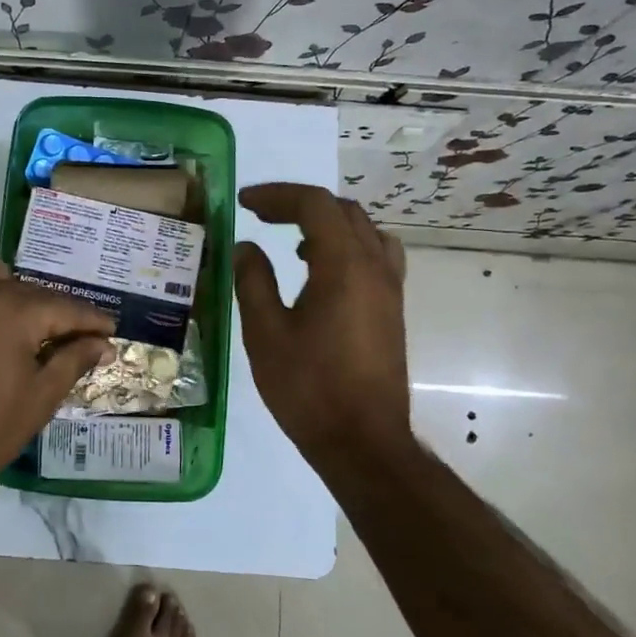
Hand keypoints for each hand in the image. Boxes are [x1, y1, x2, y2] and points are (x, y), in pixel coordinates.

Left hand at [0, 243, 113, 499]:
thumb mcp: (40, 398)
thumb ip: (73, 361)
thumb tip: (102, 343)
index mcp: (13, 312)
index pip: (64, 307)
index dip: (91, 320)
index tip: (108, 330)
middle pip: (27, 288)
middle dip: (51, 309)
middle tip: (66, 338)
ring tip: (10, 312)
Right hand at [233, 183, 411, 467]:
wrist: (362, 441)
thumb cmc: (308, 387)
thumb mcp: (265, 333)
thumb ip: (253, 281)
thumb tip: (245, 247)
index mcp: (343, 265)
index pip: (314, 205)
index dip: (276, 195)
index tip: (243, 203)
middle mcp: (374, 267)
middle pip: (342, 211)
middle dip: (299, 205)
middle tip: (262, 216)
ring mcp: (390, 288)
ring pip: (365, 231)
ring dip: (328, 223)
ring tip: (293, 241)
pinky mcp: (392, 309)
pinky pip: (376, 256)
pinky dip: (347, 246)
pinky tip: (322, 273)